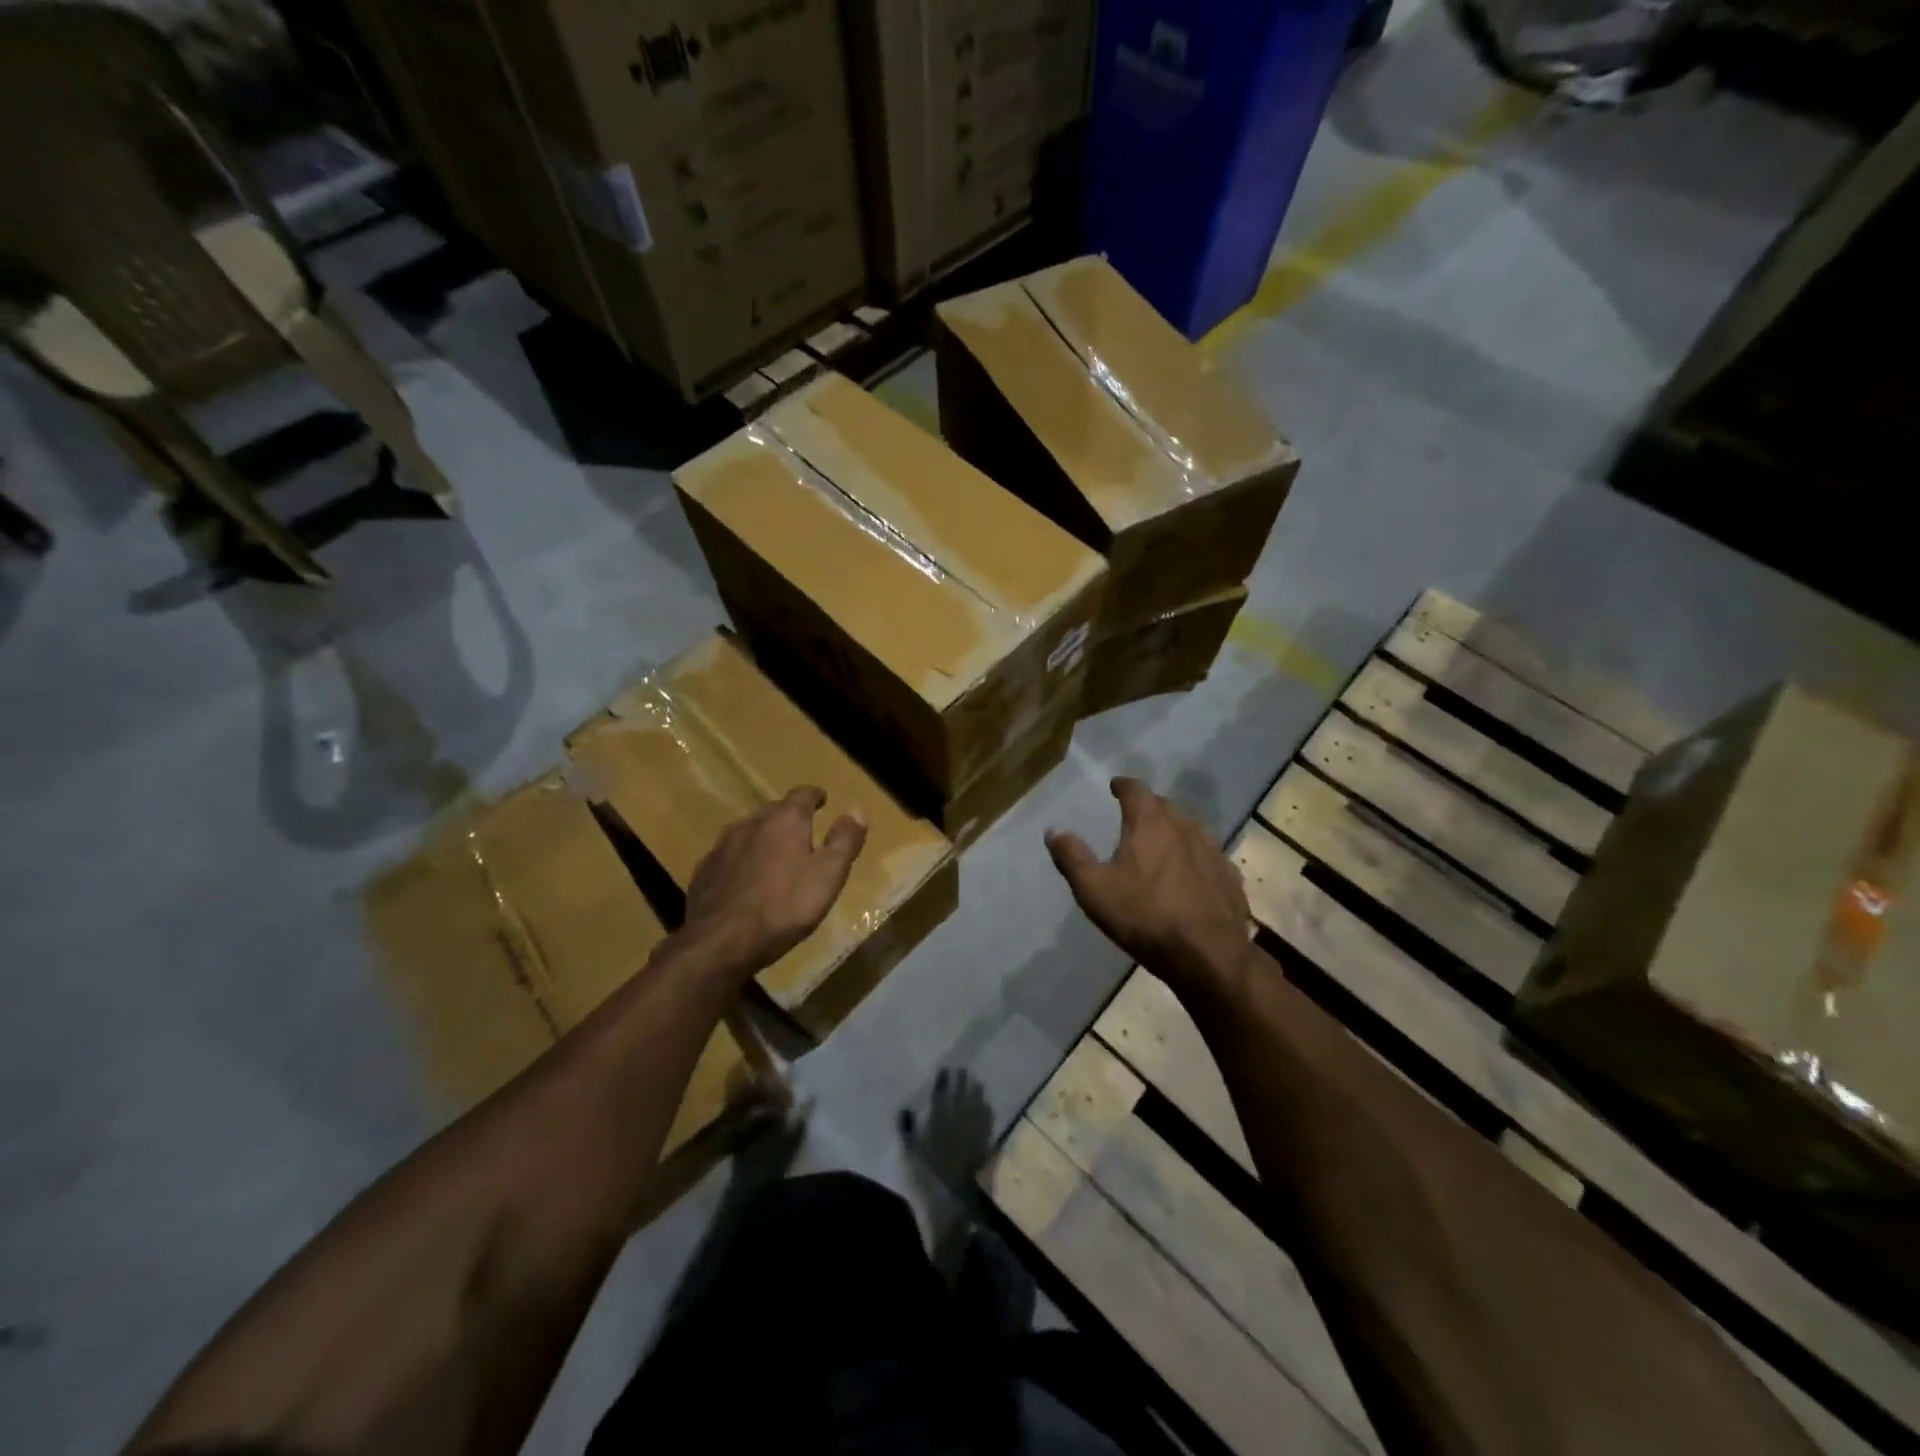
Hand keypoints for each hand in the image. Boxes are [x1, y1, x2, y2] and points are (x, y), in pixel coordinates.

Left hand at [678, 787, 866, 979]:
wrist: (721, 942)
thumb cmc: (784, 907)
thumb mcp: (828, 875)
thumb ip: (844, 841)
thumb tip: (857, 810)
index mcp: (784, 820)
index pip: (802, 794)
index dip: (815, 795)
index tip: (822, 799)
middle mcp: (751, 823)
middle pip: (774, 810)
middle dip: (789, 816)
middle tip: (803, 829)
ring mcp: (722, 846)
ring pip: (748, 831)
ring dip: (764, 836)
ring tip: (775, 853)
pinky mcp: (704, 870)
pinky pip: (729, 855)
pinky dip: (742, 858)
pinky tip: (745, 878)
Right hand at [1046, 777, 1249, 988]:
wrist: (1207, 953)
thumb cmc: (1144, 915)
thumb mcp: (1094, 889)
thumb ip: (1072, 857)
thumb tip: (1054, 830)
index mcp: (1150, 822)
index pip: (1136, 790)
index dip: (1123, 786)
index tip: (1115, 786)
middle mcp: (1184, 827)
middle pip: (1165, 806)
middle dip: (1148, 807)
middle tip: (1134, 816)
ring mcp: (1212, 851)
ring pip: (1190, 830)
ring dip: (1173, 831)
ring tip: (1161, 843)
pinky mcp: (1229, 877)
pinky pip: (1208, 857)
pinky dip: (1194, 858)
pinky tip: (1190, 875)